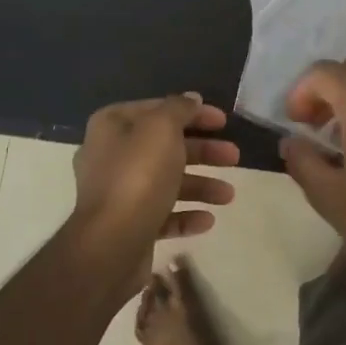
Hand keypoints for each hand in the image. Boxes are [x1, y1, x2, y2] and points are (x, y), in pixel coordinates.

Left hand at [70, 94, 238, 273]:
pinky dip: (186, 215)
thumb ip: (178, 109)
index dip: (192, 112)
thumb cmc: (138, 177)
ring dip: (201, 185)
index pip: (157, 109)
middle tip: (234, 156)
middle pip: (165, 147)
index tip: (224, 122)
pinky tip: (207, 220)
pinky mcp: (128, 225)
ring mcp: (118, 194)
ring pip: (166, 182)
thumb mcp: (162, 129)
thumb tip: (191, 99)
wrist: (111, 245)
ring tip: (228, 196)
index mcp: (112, 126)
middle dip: (203, 151)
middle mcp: (111, 156)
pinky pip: (162, 215)